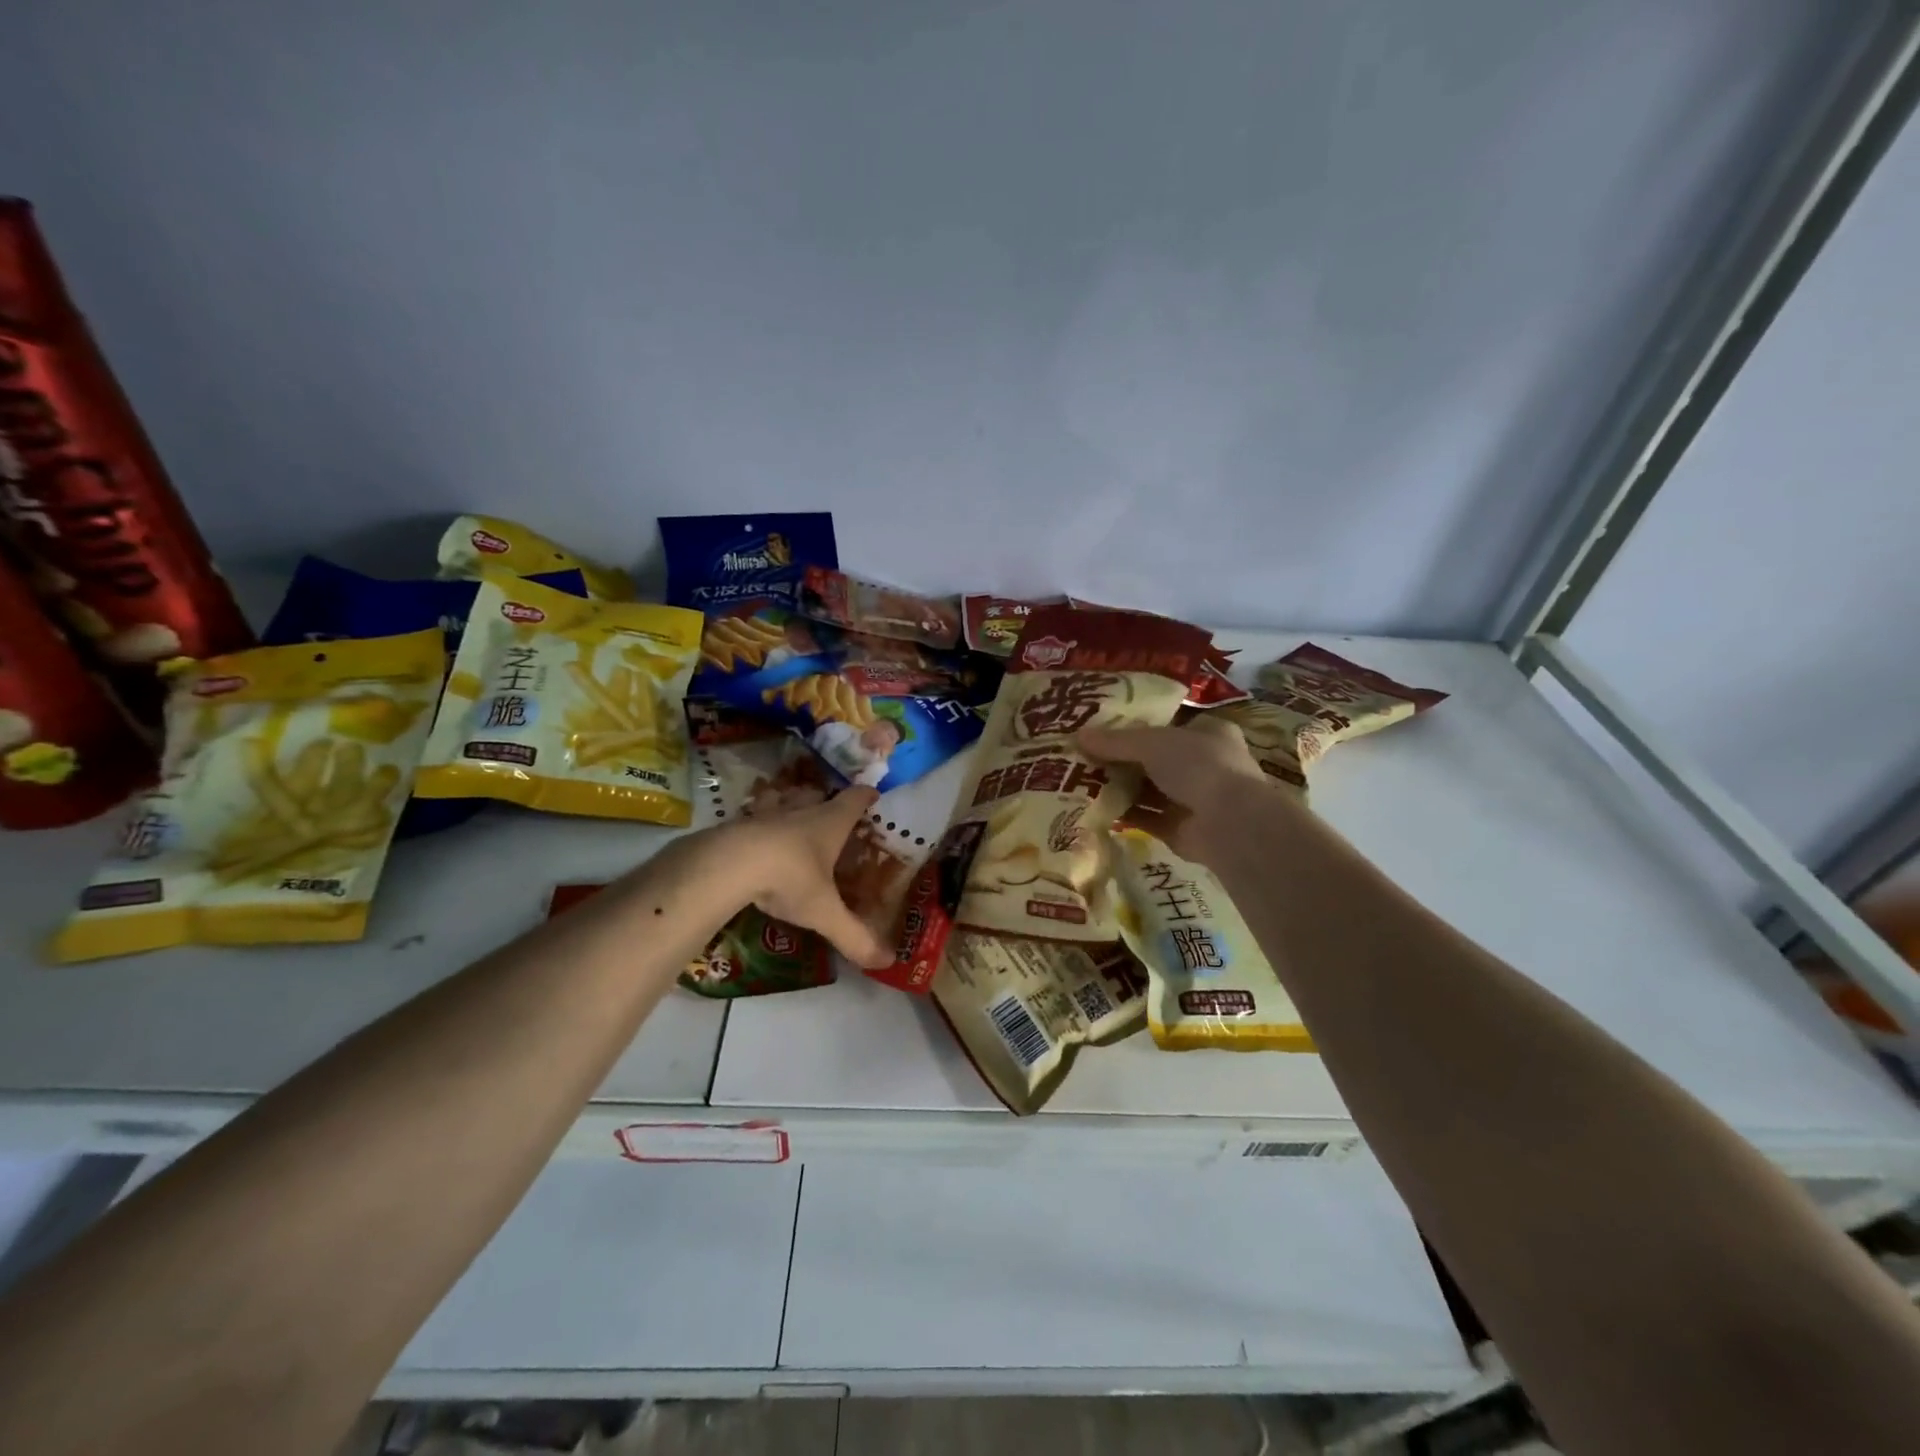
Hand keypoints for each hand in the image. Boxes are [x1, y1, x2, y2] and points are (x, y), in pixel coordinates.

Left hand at [715, 786, 893, 968]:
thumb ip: (854, 936)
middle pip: (818, 796)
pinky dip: (758, 825)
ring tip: (792, 821)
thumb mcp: (824, 912)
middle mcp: (800, 810)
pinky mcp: (737, 824)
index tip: (873, 794)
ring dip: (790, 806)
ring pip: (783, 801)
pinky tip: (755, 839)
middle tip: (831, 816)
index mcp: (830, 823)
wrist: (728, 864)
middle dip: (826, 802)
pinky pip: (753, 818)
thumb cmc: (789, 878)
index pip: (854, 800)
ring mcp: (766, 814)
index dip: (866, 796)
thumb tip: (887, 961)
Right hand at [1079, 716, 1273, 862]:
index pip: (1168, 725)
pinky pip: (1148, 819)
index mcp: (1209, 733)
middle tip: (1085, 757)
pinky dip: (1125, 814)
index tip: (1104, 729)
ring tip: (1083, 782)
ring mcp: (1195, 799)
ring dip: (1121, 788)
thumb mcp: (1152, 743)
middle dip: (1123, 760)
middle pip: (1155, 759)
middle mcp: (1205, 764)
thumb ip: (1115, 741)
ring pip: (1150, 791)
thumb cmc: (1199, 766)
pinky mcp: (1183, 830)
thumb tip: (1078, 735)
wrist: (1230, 824)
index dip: (1137, 726)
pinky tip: (1096, 809)